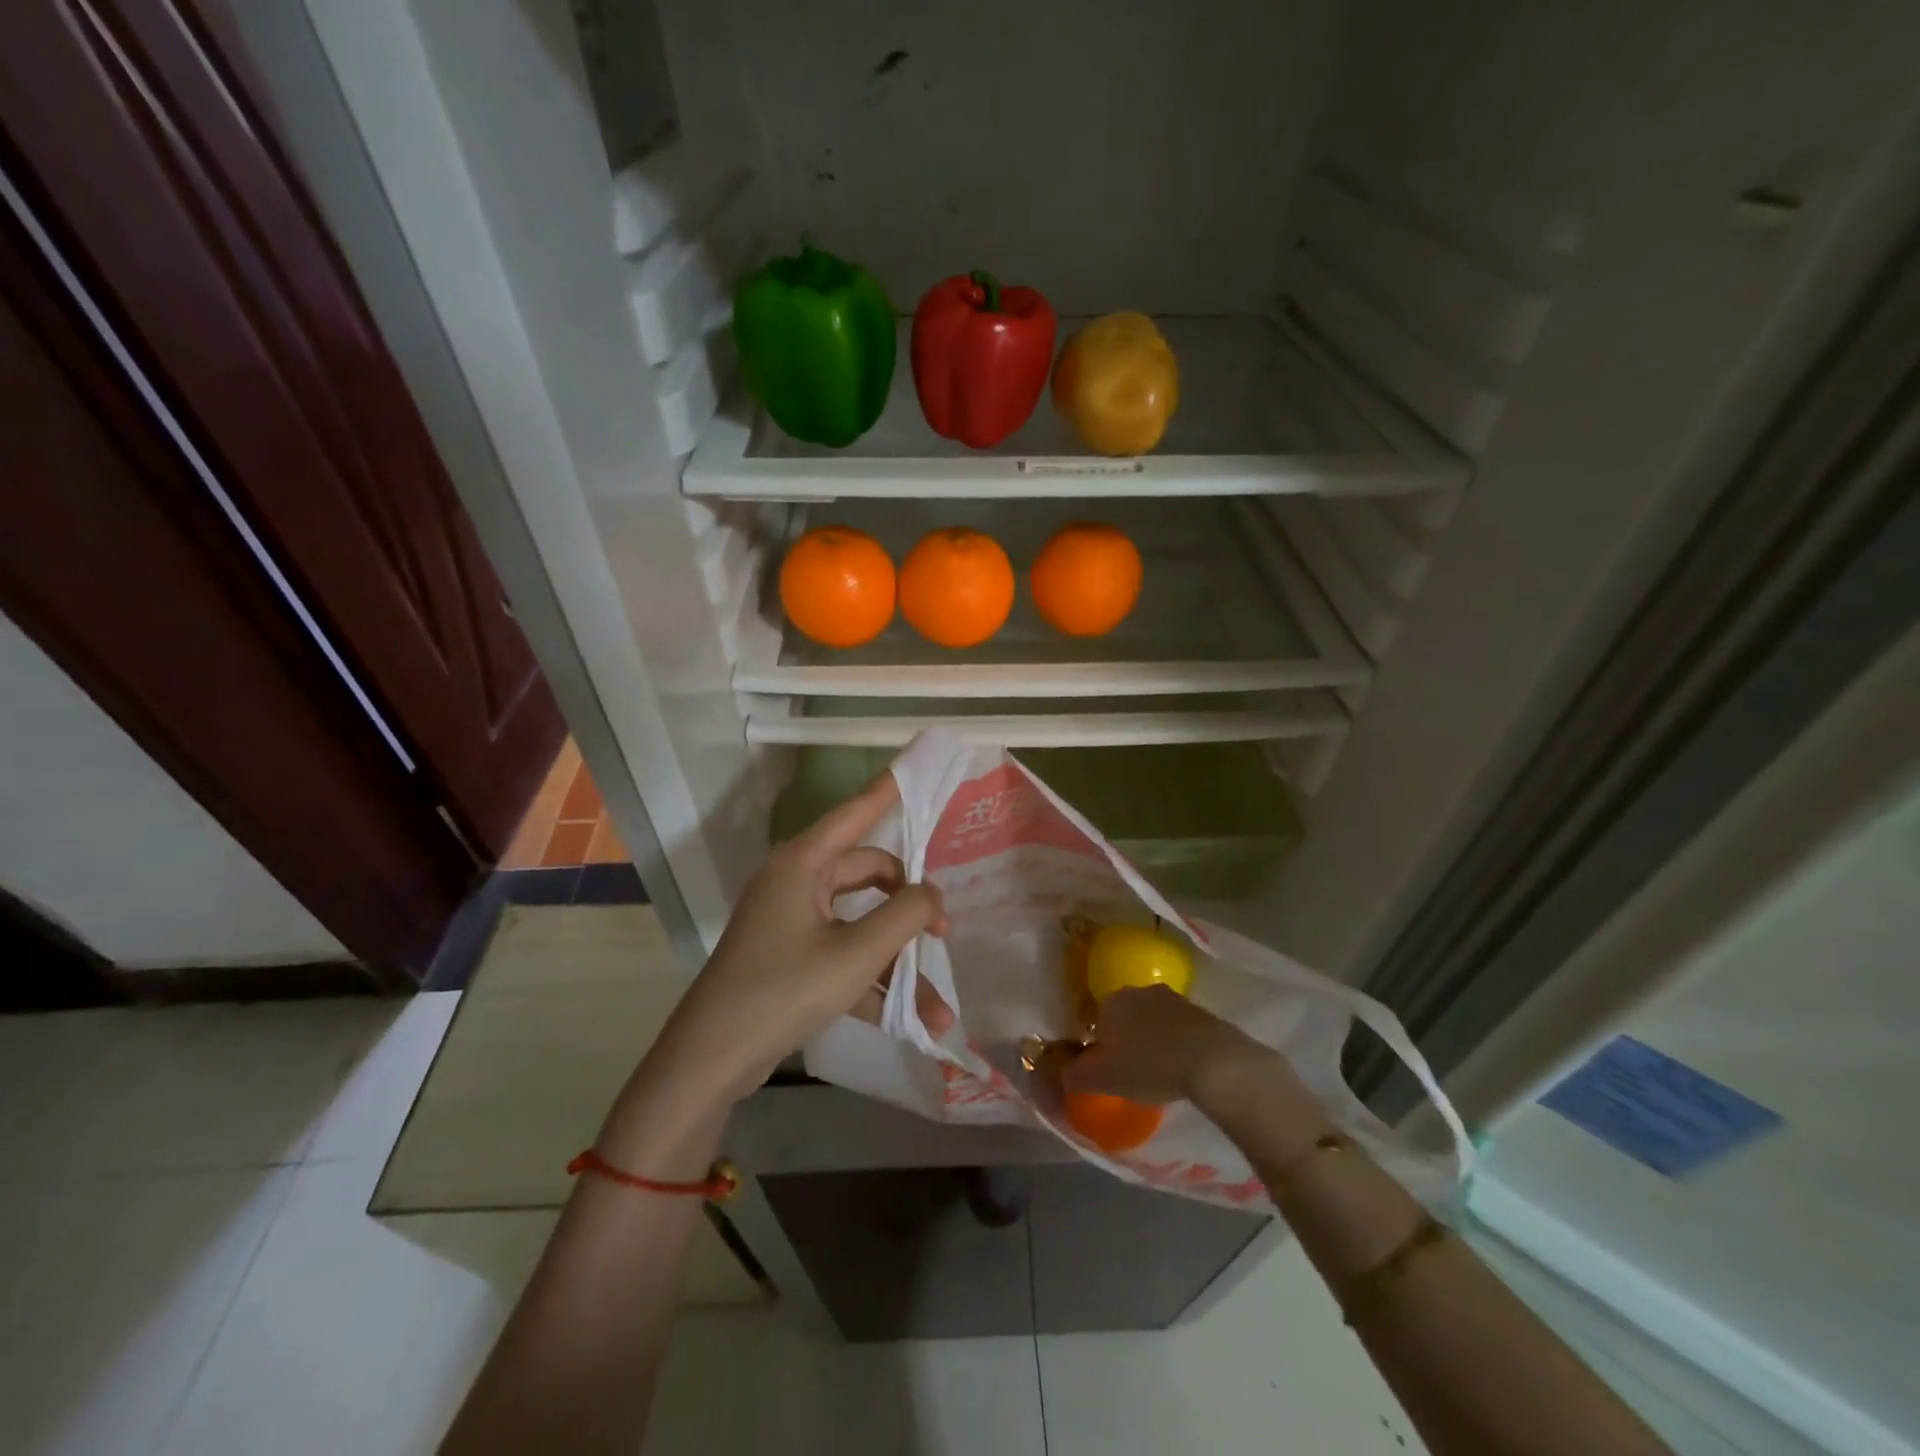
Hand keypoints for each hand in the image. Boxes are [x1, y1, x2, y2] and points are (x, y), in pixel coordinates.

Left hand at [651, 771, 950, 1105]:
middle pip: (867, 875)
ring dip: (897, 962)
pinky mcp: (789, 959)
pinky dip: (872, 982)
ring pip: (859, 926)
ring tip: (939, 1008)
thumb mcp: (856, 953)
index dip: (888, 790)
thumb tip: (932, 893)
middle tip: (944, 932)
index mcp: (802, 864)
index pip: (855, 812)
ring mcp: (791, 923)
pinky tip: (911, 1022)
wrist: (710, 1061)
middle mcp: (795, 883)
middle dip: (909, 906)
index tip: (916, 765)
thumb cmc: (783, 990)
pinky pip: (842, 956)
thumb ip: (905, 915)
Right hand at [1060, 985, 1251, 1103]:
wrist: (1212, 1060)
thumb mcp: (1105, 1079)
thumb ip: (1076, 1076)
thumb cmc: (1150, 1065)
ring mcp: (1173, 998)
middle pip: (1126, 1017)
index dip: (1101, 1046)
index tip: (1109, 1069)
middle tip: (1132, 1071)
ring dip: (1153, 1040)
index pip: (1097, 1020)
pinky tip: (1182, 1067)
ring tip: (1159, 1071)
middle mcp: (1140, 991)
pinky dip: (1176, 1043)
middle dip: (1127, 1040)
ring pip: (1153, 1020)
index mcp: (1113, 1001)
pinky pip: (1179, 1028)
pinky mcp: (1201, 1011)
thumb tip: (1061, 1074)